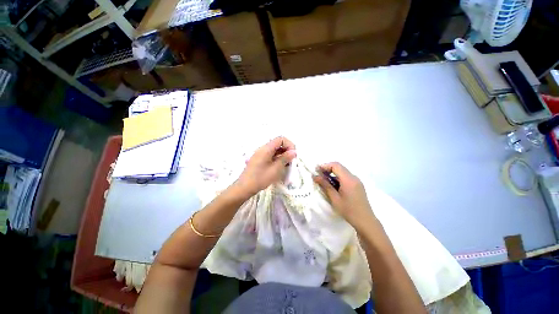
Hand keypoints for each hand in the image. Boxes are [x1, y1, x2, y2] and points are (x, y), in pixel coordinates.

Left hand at [235, 137, 296, 196]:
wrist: (245, 187)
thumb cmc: (261, 178)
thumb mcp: (276, 169)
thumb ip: (285, 158)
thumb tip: (294, 151)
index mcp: (266, 148)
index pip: (280, 139)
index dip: (289, 144)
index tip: (293, 155)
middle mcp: (263, 148)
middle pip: (278, 144)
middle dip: (287, 150)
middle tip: (292, 161)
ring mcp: (261, 154)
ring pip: (275, 150)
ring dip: (283, 155)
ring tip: (288, 165)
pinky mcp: (260, 159)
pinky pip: (271, 155)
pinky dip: (278, 158)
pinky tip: (281, 166)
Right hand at [313, 162, 374, 225]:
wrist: (365, 221)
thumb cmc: (349, 210)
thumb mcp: (334, 198)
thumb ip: (325, 185)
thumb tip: (315, 176)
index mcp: (348, 179)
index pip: (336, 165)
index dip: (325, 166)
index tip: (316, 171)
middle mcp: (354, 177)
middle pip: (339, 167)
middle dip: (328, 169)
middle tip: (319, 176)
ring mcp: (357, 181)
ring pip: (343, 172)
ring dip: (333, 174)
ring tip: (325, 181)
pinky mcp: (358, 185)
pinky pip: (346, 177)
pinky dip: (338, 178)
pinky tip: (334, 186)